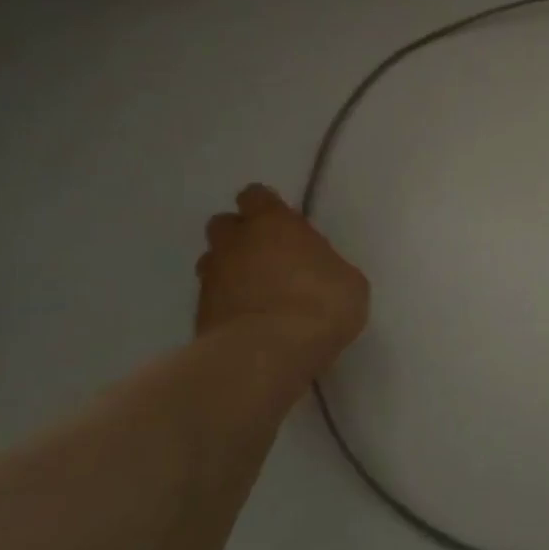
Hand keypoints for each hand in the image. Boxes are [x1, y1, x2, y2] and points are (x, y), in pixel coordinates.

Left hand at [195, 184, 369, 377]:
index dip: (268, 209)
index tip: (286, 227)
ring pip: (214, 261)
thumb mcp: (349, 281)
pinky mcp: (199, 313)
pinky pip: (213, 298)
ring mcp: (212, 277)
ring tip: (258, 294)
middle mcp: (236, 242)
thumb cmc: (321, 305)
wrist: (268, 353)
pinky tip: (251, 322)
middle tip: (270, 258)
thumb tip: (318, 271)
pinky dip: (228, 305)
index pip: (256, 196)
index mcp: (273, 223)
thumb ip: (326, 266)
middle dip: (242, 237)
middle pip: (226, 225)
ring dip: (231, 271)